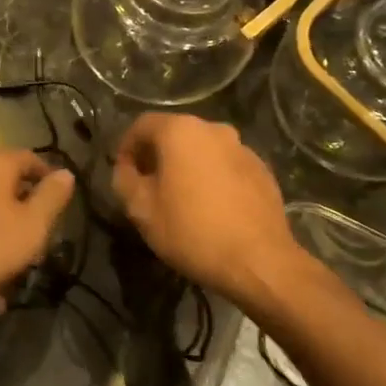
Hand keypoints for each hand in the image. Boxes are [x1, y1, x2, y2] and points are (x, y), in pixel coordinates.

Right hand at [112, 114, 301, 305]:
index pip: (142, 125)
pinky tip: (211, 207)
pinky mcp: (262, 170)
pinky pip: (226, 166)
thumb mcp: (142, 210)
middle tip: (148, 186)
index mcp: (181, 131)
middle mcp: (214, 129)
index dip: (126, 146)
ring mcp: (242, 148)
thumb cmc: (192, 231)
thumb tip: (125, 168)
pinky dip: (212, 177)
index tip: (122, 172)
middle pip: (175, 134)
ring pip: (203, 150)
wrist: (259, 260)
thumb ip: (124, 180)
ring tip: (180, 198)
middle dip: (157, 155)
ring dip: (186, 166)